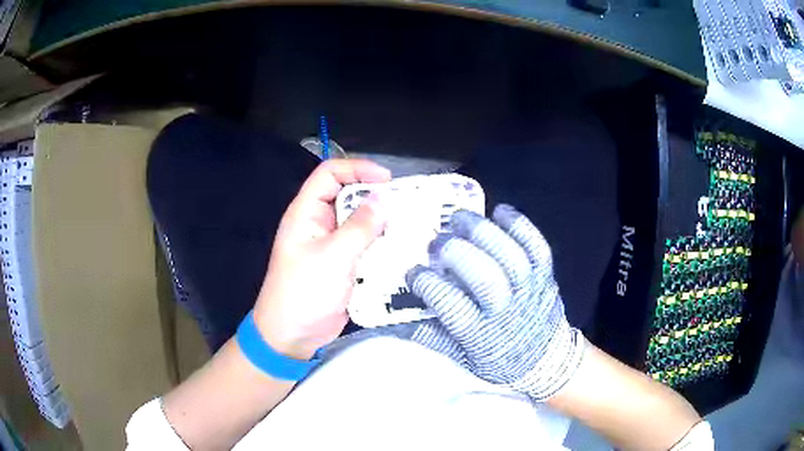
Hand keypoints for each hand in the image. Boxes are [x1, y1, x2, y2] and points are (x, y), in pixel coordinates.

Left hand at [253, 159, 390, 359]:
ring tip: (408, 225)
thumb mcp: (333, 257)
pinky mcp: (342, 264)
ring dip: (381, 221)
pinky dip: (380, 243)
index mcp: (306, 212)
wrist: (292, 335)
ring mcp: (330, 244)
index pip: (330, 174)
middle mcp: (318, 223)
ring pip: (359, 221)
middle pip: (348, 195)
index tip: (387, 180)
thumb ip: (360, 227)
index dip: (358, 169)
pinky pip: (363, 245)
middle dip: (375, 196)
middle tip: (404, 205)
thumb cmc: (304, 292)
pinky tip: (399, 248)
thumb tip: (385, 198)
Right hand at [407, 204, 584, 399]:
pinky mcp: (545, 273)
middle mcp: (507, 310)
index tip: (413, 272)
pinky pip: (535, 244)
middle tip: (436, 242)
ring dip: (481, 231)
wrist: (546, 359)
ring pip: (509, 255)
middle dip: (455, 252)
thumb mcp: (461, 357)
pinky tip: (499, 213)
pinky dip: (518, 224)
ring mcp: (530, 288)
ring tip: (458, 219)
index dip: (428, 284)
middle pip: (484, 277)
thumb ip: (429, 336)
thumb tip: (392, 322)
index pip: (451, 305)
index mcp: (481, 334)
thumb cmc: (499, 360)